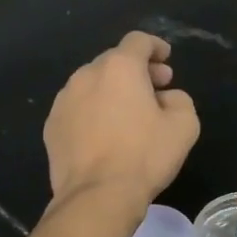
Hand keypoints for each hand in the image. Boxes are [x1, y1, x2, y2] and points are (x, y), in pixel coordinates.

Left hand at [44, 32, 199, 208]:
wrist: (96, 196)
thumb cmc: (144, 155)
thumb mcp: (184, 125)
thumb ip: (179, 100)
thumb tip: (165, 98)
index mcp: (119, 67)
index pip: (138, 41)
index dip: (155, 46)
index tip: (166, 60)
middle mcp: (86, 75)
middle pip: (114, 60)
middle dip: (136, 70)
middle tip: (156, 89)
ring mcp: (63, 101)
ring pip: (92, 84)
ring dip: (112, 90)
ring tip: (128, 114)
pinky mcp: (51, 126)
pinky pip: (77, 108)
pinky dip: (93, 111)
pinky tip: (104, 135)